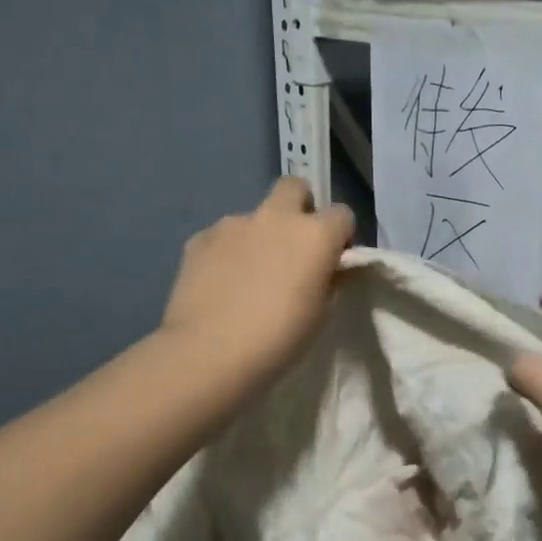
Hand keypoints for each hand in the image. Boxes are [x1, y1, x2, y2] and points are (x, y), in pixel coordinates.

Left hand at [158, 176, 355, 394]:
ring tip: (250, 276)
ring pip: (255, 216)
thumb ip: (329, 281)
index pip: (342, 215)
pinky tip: (222, 284)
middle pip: (294, 187)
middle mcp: (275, 217)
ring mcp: (233, 224)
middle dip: (300, 208)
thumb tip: (327, 270)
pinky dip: (228, 253)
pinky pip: (223, 237)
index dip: (340, 237)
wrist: (210, 353)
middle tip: (294, 248)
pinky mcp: (199, 238)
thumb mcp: (322, 314)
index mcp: (315, 234)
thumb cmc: (280, 339)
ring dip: (260, 236)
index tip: (333, 262)